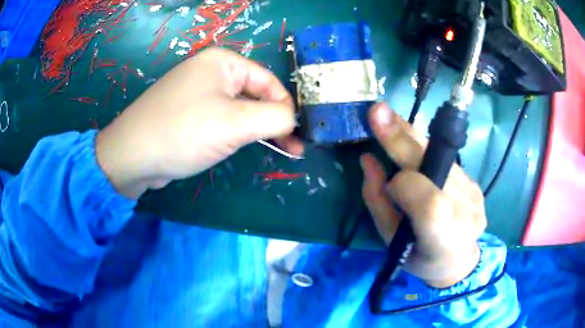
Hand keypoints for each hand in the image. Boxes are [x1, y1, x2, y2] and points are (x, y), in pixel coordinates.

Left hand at [96, 48, 302, 198]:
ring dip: (256, 129)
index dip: (286, 108)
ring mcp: (198, 93)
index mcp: (223, 62)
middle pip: (254, 95)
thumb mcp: (235, 123)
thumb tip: (293, 119)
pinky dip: (236, 133)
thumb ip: (274, 117)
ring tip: (274, 150)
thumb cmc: (183, 132)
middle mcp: (211, 72)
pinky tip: (243, 146)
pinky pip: (221, 119)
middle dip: (273, 121)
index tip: (297, 135)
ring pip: (239, 110)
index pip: (269, 82)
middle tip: (292, 149)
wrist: (132, 155)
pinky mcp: (189, 114)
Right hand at [361, 103, 484, 287]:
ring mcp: (474, 193)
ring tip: (390, 121)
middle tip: (378, 111)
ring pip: (440, 156)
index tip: (388, 186)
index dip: (401, 185)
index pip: (425, 198)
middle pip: (435, 164)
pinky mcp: (476, 183)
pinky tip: (414, 149)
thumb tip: (368, 159)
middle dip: (403, 137)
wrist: (459, 261)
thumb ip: (378, 201)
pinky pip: (447, 160)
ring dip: (412, 138)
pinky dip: (426, 151)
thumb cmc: (419, 257)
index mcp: (442, 235)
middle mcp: (465, 208)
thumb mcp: (391, 240)